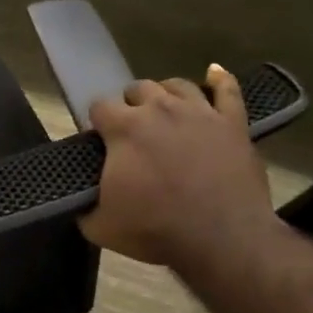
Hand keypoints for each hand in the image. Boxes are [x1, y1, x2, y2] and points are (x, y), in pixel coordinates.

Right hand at [79, 65, 280, 271]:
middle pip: (138, 89)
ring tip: (162, 109)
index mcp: (125, 129)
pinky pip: (227, 90)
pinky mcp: (233, 123)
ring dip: (165, 93)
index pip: (99, 106)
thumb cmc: (155, 230)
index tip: (100, 141)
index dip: (97, 122)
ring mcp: (200, 112)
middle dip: (130, 106)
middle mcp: (160, 109)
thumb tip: (79, 201)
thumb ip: (84, 205)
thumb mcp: (100, 226)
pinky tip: (214, 73)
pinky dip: (219, 80)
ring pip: (177, 85)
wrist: (220, 239)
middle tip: (131, 131)